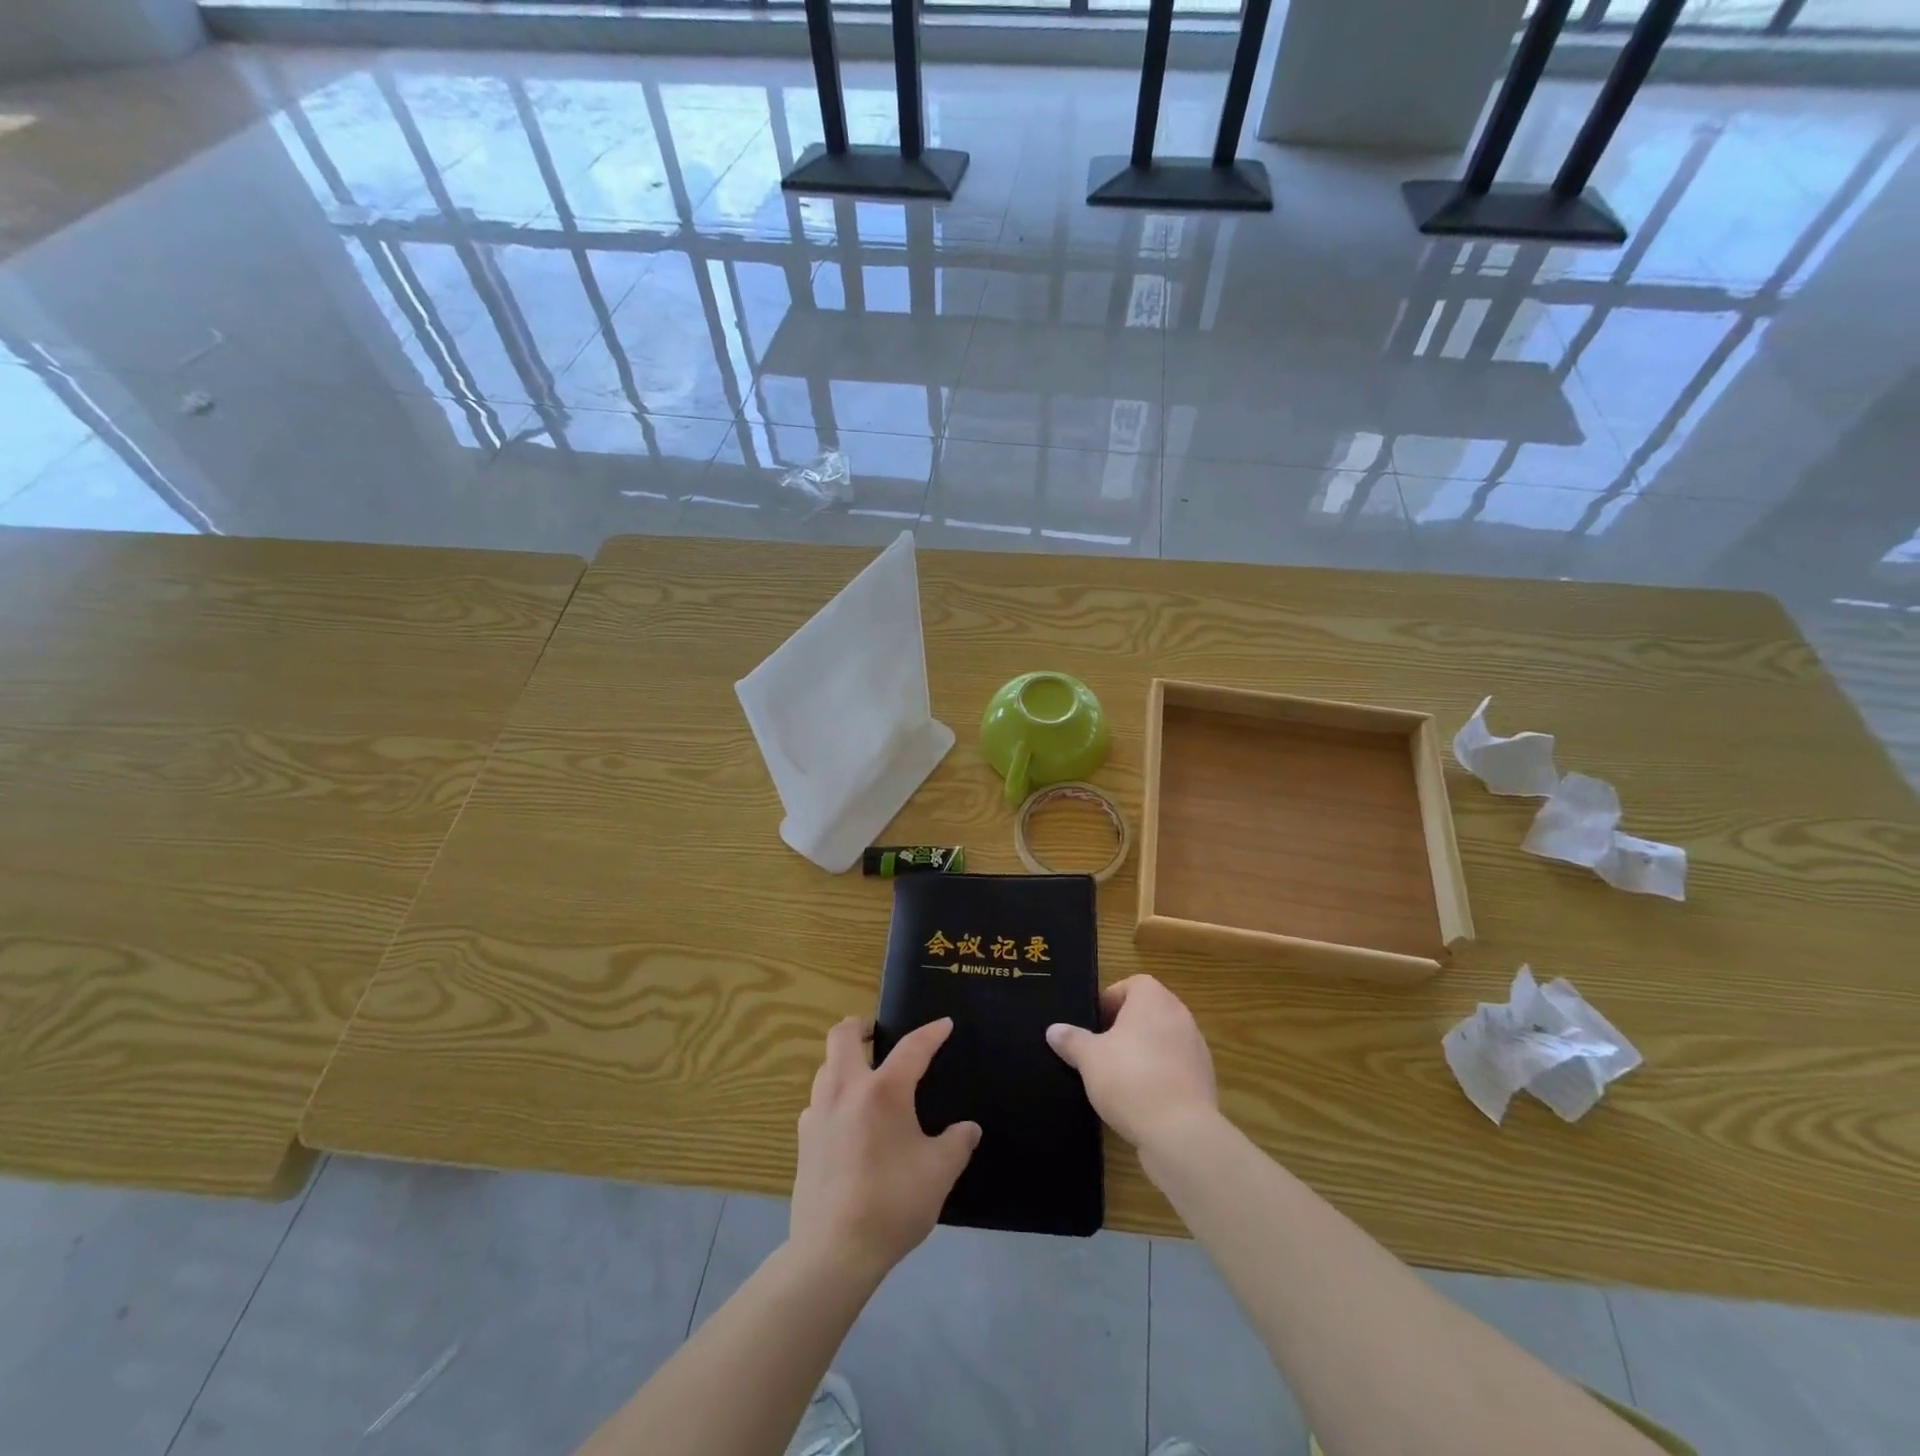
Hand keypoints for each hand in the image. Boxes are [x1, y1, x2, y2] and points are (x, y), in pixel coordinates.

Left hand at [789, 1017, 979, 1286]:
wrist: (834, 1252)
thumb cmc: (892, 1204)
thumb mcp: (939, 1173)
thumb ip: (957, 1144)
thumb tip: (968, 1129)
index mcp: (883, 1091)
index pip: (912, 1048)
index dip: (931, 1033)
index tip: (944, 1025)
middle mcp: (845, 1090)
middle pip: (842, 1035)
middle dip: (861, 1025)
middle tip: (878, 1032)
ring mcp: (818, 1113)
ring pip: (826, 1066)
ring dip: (844, 1060)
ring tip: (864, 1076)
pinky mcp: (803, 1139)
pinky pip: (817, 1101)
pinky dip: (833, 1096)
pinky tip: (846, 1120)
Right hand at [1046, 975, 1217, 1153]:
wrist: (1181, 1133)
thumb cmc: (1130, 1079)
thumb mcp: (1089, 1058)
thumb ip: (1072, 1040)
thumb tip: (1054, 1030)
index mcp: (1154, 999)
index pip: (1132, 984)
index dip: (1110, 1000)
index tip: (1094, 1024)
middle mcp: (1180, 1015)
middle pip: (1148, 1011)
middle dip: (1124, 1027)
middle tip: (1101, 1048)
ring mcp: (1196, 1048)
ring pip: (1162, 1039)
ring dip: (1143, 1051)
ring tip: (1118, 1076)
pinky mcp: (1204, 1079)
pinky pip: (1175, 1067)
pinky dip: (1159, 1075)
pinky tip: (1140, 1098)